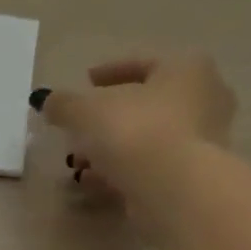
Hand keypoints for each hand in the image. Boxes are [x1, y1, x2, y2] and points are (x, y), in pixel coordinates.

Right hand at [38, 54, 236, 228]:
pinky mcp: (190, 175)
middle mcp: (203, 98)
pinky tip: (93, 181)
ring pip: (145, 138)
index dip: (110, 71)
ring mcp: (201, 139)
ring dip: (110, 149)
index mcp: (185, 69)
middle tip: (79, 128)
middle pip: (145, 104)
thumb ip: (64, 104)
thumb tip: (47, 100)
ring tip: (78, 163)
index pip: (143, 63)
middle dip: (108, 117)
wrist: (173, 186)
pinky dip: (120, 171)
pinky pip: (148, 166)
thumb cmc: (134, 131)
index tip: (86, 81)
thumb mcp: (86, 111)